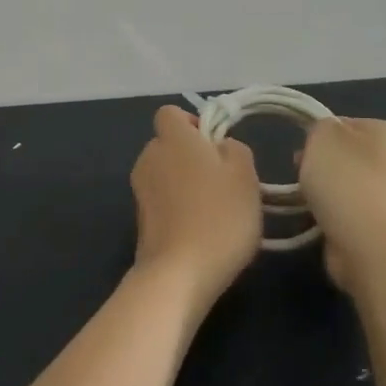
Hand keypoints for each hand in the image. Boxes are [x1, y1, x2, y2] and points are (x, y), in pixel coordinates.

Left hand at [129, 106, 262, 305]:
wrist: (179, 272)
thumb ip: (234, 149)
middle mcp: (149, 157)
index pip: (171, 113)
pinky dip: (177, 207)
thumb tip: (220, 146)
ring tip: (215, 209)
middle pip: (168, 143)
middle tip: (224, 180)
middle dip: (192, 155)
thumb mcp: (245, 176)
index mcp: (172, 139)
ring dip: (185, 182)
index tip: (216, 144)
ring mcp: (140, 189)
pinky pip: (162, 199)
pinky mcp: (139, 218)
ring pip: (165, 172)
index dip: (193, 122)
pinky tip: (200, 230)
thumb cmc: (219, 216)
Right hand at [298, 117, 385, 290]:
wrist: (368, 243)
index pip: (346, 125)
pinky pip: (351, 213)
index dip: (320, 137)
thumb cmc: (346, 179)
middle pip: (347, 156)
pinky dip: (334, 216)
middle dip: (322, 166)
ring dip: (326, 193)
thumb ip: (320, 127)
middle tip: (303, 176)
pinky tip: (321, 221)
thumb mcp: (322, 134)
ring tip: (310, 203)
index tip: (303, 152)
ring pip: (348, 186)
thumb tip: (325, 143)